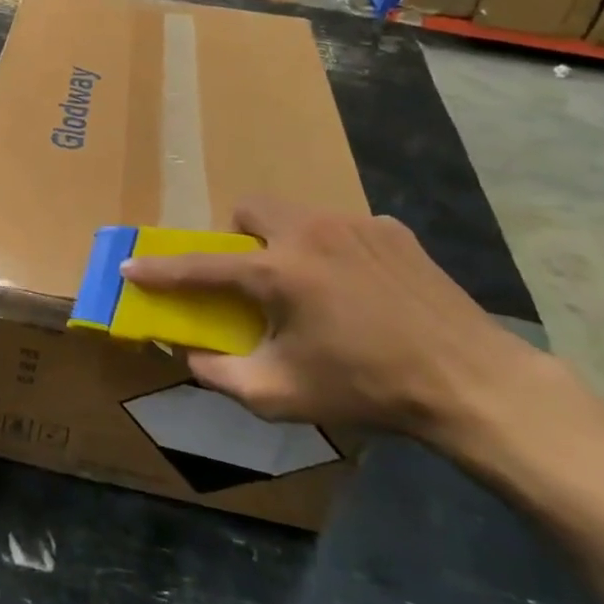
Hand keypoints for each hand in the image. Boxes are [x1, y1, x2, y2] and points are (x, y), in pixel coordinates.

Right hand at [119, 199, 528, 439]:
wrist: (471, 382)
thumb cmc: (367, 388)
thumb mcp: (282, 396)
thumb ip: (223, 375)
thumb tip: (191, 356)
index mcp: (278, 272)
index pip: (200, 267)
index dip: (160, 270)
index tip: (131, 266)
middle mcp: (310, 233)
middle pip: (250, 208)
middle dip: (237, 236)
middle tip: (253, 277)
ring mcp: (356, 225)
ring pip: (297, 214)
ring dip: (286, 242)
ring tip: (312, 287)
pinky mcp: (393, 230)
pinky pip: (343, 228)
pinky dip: (334, 251)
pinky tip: (360, 290)